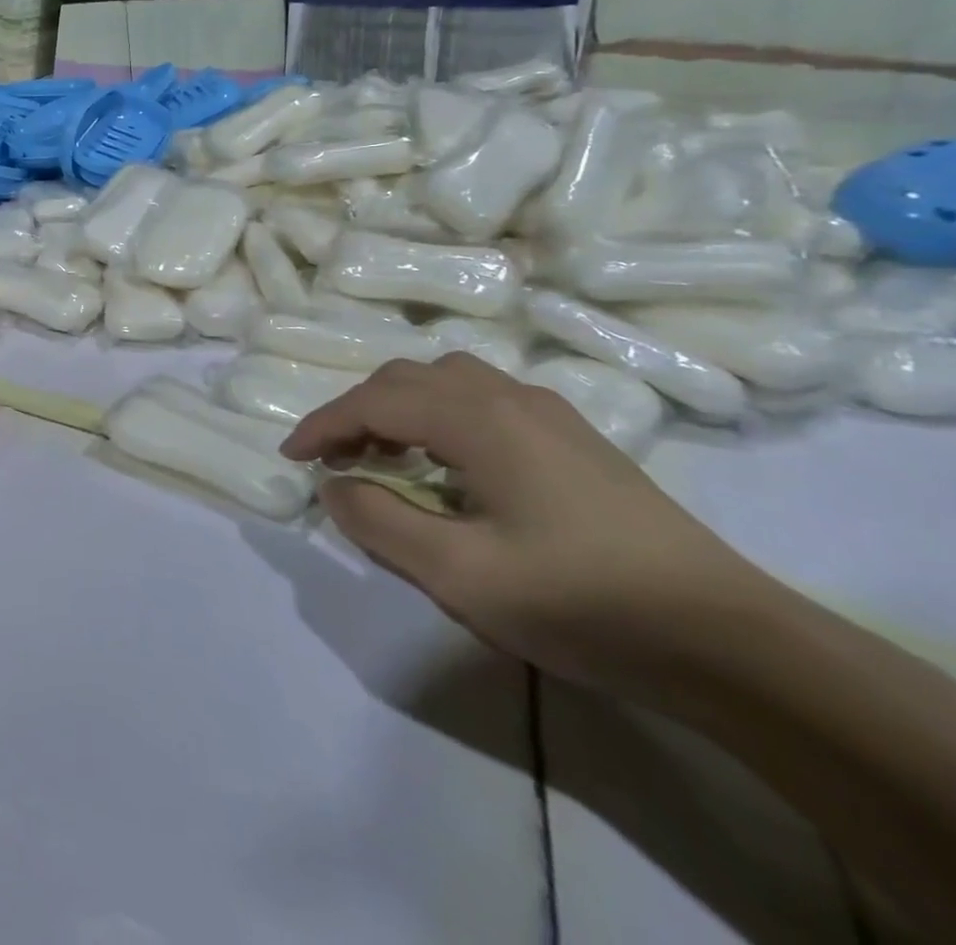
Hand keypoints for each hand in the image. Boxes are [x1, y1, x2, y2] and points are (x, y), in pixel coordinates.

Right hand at [281, 353, 765, 699]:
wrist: (730, 643)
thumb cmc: (582, 603)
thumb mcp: (460, 575)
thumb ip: (380, 523)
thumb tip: (334, 486)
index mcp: (478, 419)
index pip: (375, 402)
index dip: (323, 425)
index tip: (291, 457)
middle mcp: (508, 397)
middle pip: (407, 379)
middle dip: (357, 412)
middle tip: (335, 460)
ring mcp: (547, 413)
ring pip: (446, 379)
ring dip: (399, 407)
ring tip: (385, 455)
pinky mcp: (574, 437)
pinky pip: (482, 398)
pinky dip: (439, 414)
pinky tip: (448, 462)